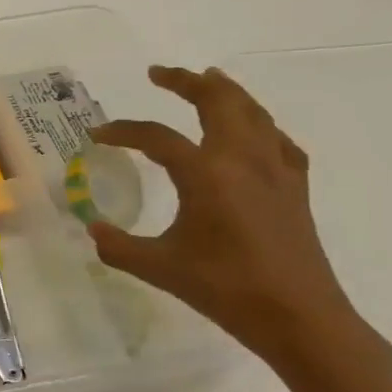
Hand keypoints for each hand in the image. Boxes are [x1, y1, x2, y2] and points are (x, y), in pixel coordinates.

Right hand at [87, 66, 363, 368]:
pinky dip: (259, 124)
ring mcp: (275, 170)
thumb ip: (118, 245)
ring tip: (207, 80)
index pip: (157, 137)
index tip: (96, 135)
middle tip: (158, 73)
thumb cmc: (225, 289)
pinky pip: (277, 139)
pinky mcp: (295, 187)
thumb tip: (93, 229)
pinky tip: (252, 131)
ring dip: (226, 91)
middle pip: (218, 101)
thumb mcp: (159, 267)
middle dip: (186, 81)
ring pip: (252, 112)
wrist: (299, 317)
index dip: (122, 131)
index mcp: (207, 174)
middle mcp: (243, 160)